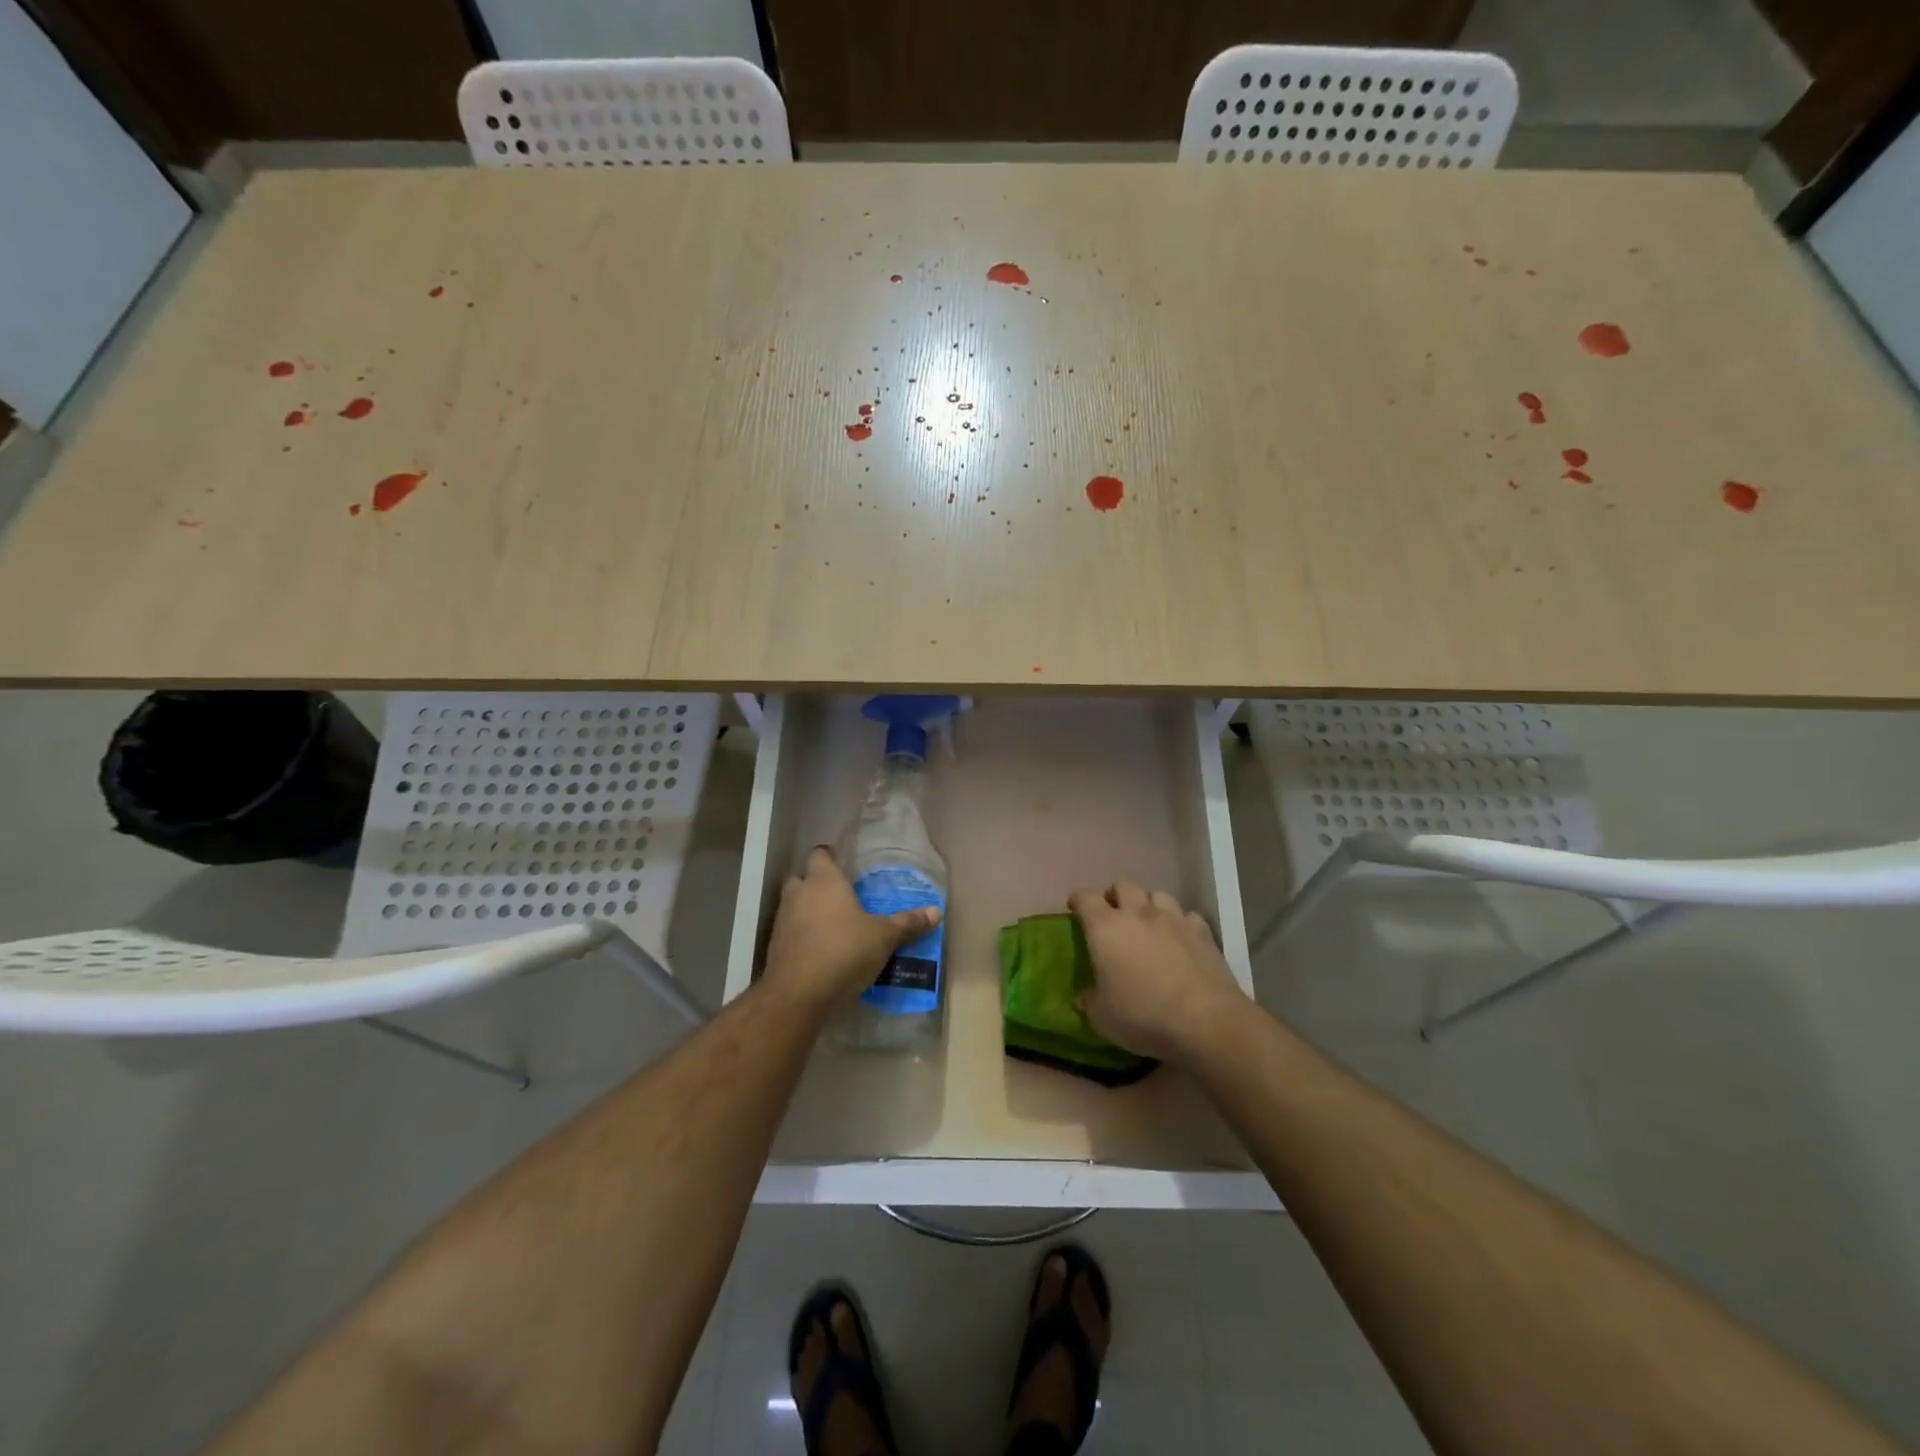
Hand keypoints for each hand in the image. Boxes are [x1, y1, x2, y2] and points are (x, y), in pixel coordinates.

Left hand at [763, 846, 940, 1009]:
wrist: (799, 993)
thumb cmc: (844, 950)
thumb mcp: (884, 937)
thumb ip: (907, 923)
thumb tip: (936, 912)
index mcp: (824, 880)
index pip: (821, 854)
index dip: (832, 857)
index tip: (847, 866)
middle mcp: (799, 893)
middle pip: (803, 877)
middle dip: (818, 884)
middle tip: (842, 897)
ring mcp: (783, 920)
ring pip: (795, 905)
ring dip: (809, 911)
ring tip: (834, 926)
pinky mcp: (775, 946)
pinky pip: (790, 932)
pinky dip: (802, 936)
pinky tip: (821, 950)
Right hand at [1068, 882, 1246, 1062]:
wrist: (1204, 1021)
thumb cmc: (1142, 1016)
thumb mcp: (1102, 1018)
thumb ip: (1090, 1001)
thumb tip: (1084, 996)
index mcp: (1105, 928)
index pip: (1085, 898)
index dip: (1078, 900)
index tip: (1075, 909)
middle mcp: (1138, 913)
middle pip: (1123, 886)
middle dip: (1115, 896)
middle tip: (1113, 915)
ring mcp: (1173, 919)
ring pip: (1157, 894)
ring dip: (1148, 904)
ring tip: (1148, 923)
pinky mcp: (1203, 931)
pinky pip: (1187, 915)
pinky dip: (1180, 923)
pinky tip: (1181, 939)